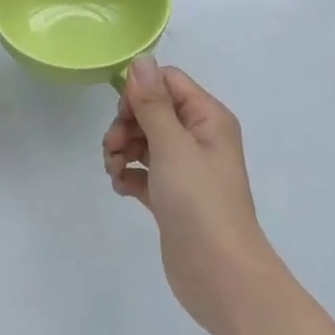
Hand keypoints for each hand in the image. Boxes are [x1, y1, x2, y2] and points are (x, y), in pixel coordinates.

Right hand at [103, 56, 281, 334]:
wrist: (220, 275)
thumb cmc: (200, 202)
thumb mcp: (172, 145)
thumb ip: (153, 102)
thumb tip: (142, 59)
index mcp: (207, 118)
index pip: (167, 82)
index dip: (140, 92)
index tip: (123, 115)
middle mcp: (199, 138)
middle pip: (151, 111)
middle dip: (126, 125)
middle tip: (114, 148)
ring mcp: (185, 169)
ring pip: (143, 141)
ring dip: (122, 150)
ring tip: (115, 171)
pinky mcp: (171, 197)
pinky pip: (142, 172)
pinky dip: (128, 175)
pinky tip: (122, 188)